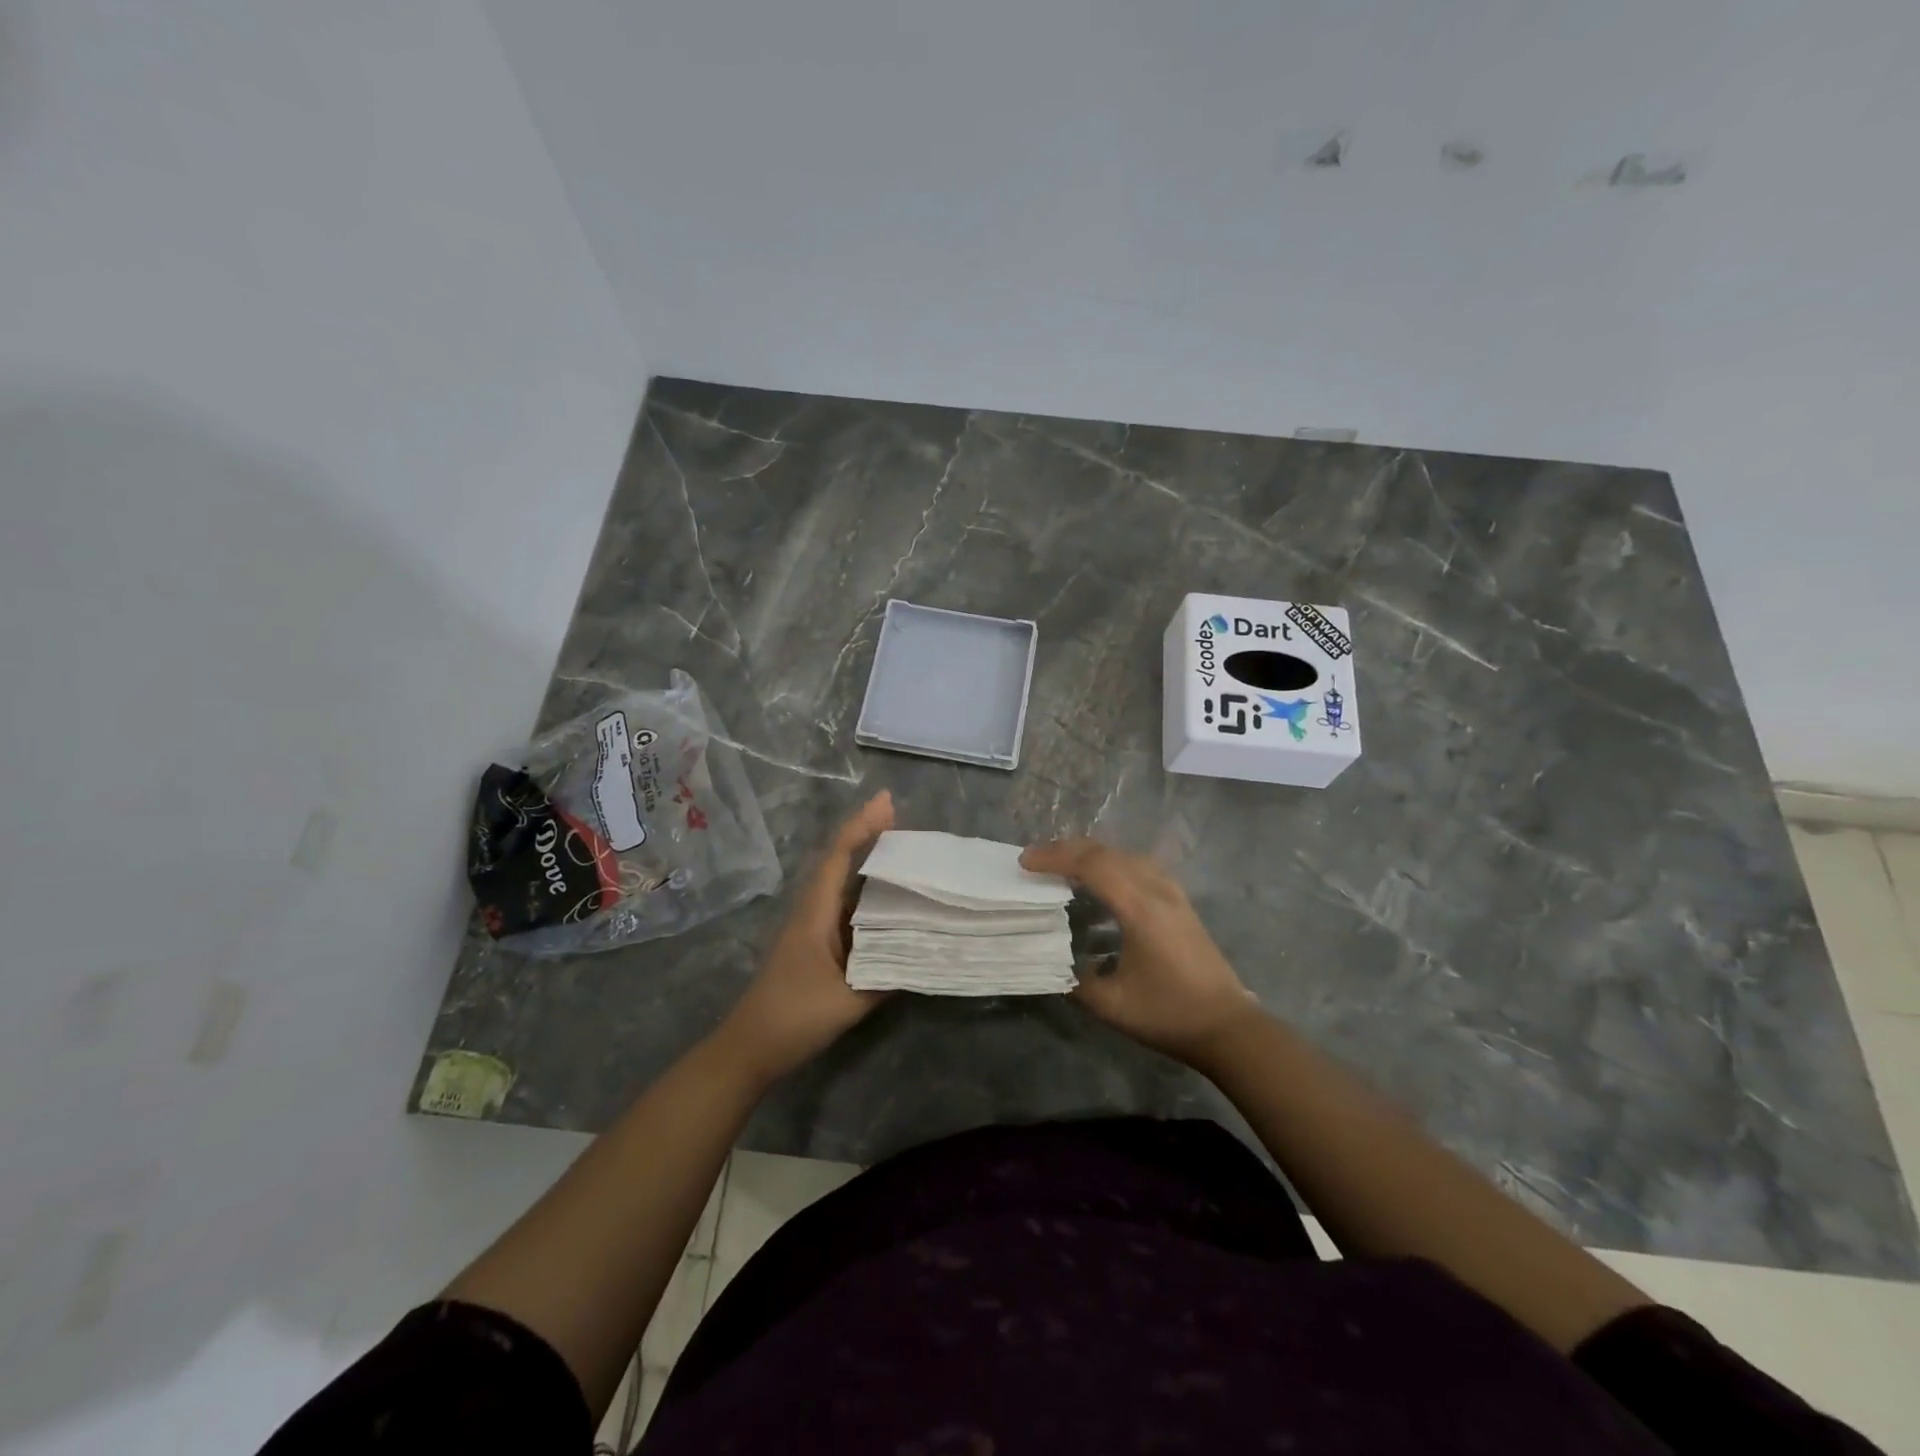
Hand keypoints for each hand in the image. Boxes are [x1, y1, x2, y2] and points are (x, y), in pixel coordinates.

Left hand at [720, 791, 894, 1084]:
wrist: (750, 1049)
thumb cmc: (794, 1018)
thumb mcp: (848, 1001)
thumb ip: (887, 976)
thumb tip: (925, 956)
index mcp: (815, 913)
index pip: (838, 857)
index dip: (861, 826)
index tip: (886, 802)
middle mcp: (813, 912)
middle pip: (840, 862)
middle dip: (867, 836)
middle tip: (901, 817)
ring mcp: (813, 929)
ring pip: (843, 886)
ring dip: (868, 864)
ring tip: (903, 852)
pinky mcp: (817, 946)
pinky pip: (846, 909)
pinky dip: (867, 896)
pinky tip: (889, 902)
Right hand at [1020, 838, 1260, 1067]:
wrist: (1227, 1027)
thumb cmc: (1168, 1013)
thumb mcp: (1111, 1004)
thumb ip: (1075, 980)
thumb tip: (1054, 964)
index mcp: (1139, 907)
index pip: (1091, 864)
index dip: (1055, 858)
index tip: (1025, 863)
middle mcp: (1157, 890)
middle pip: (1107, 852)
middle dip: (1067, 850)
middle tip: (1035, 861)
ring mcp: (1172, 894)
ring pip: (1125, 855)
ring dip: (1091, 855)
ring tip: (1063, 867)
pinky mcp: (1180, 903)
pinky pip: (1139, 867)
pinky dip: (1112, 864)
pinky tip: (1101, 883)